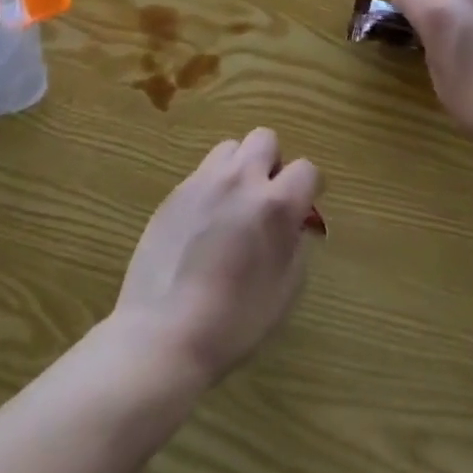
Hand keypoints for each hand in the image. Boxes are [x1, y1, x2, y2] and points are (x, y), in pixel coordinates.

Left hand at [111, 130, 322, 383]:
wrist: (162, 333)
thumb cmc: (233, 322)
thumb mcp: (285, 291)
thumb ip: (295, 246)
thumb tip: (292, 225)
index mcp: (275, 204)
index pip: (306, 169)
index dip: (310, 187)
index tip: (304, 207)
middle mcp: (241, 180)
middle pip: (265, 139)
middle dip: (272, 163)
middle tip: (267, 197)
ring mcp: (204, 181)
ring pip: (231, 148)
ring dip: (240, 167)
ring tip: (234, 203)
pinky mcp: (175, 192)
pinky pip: (202, 172)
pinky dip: (212, 186)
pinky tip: (204, 223)